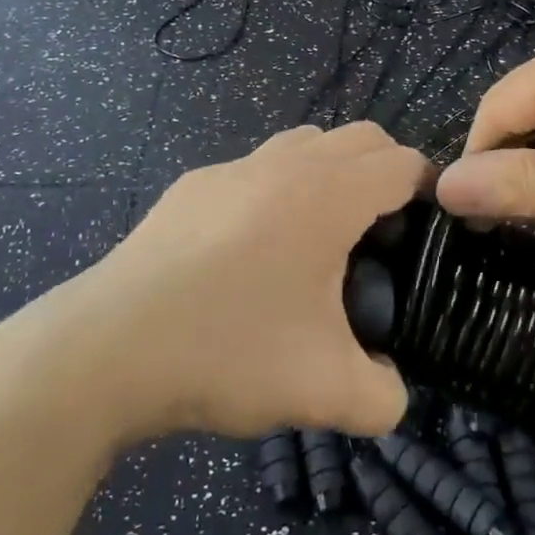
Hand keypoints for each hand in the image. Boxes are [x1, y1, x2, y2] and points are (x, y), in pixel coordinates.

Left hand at [0, 123, 425, 447]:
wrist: (105, 350)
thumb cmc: (227, 353)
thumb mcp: (325, 392)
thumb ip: (384, 396)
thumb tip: (389, 388)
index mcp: (327, 194)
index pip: (403, 162)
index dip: (429, 194)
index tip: (426, 239)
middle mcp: (283, 164)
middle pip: (361, 138)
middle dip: (386, 176)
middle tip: (381, 240)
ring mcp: (230, 169)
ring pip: (305, 144)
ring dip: (330, 175)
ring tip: (320, 240)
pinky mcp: (191, 187)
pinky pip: (255, 170)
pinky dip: (276, 192)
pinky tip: (251, 254)